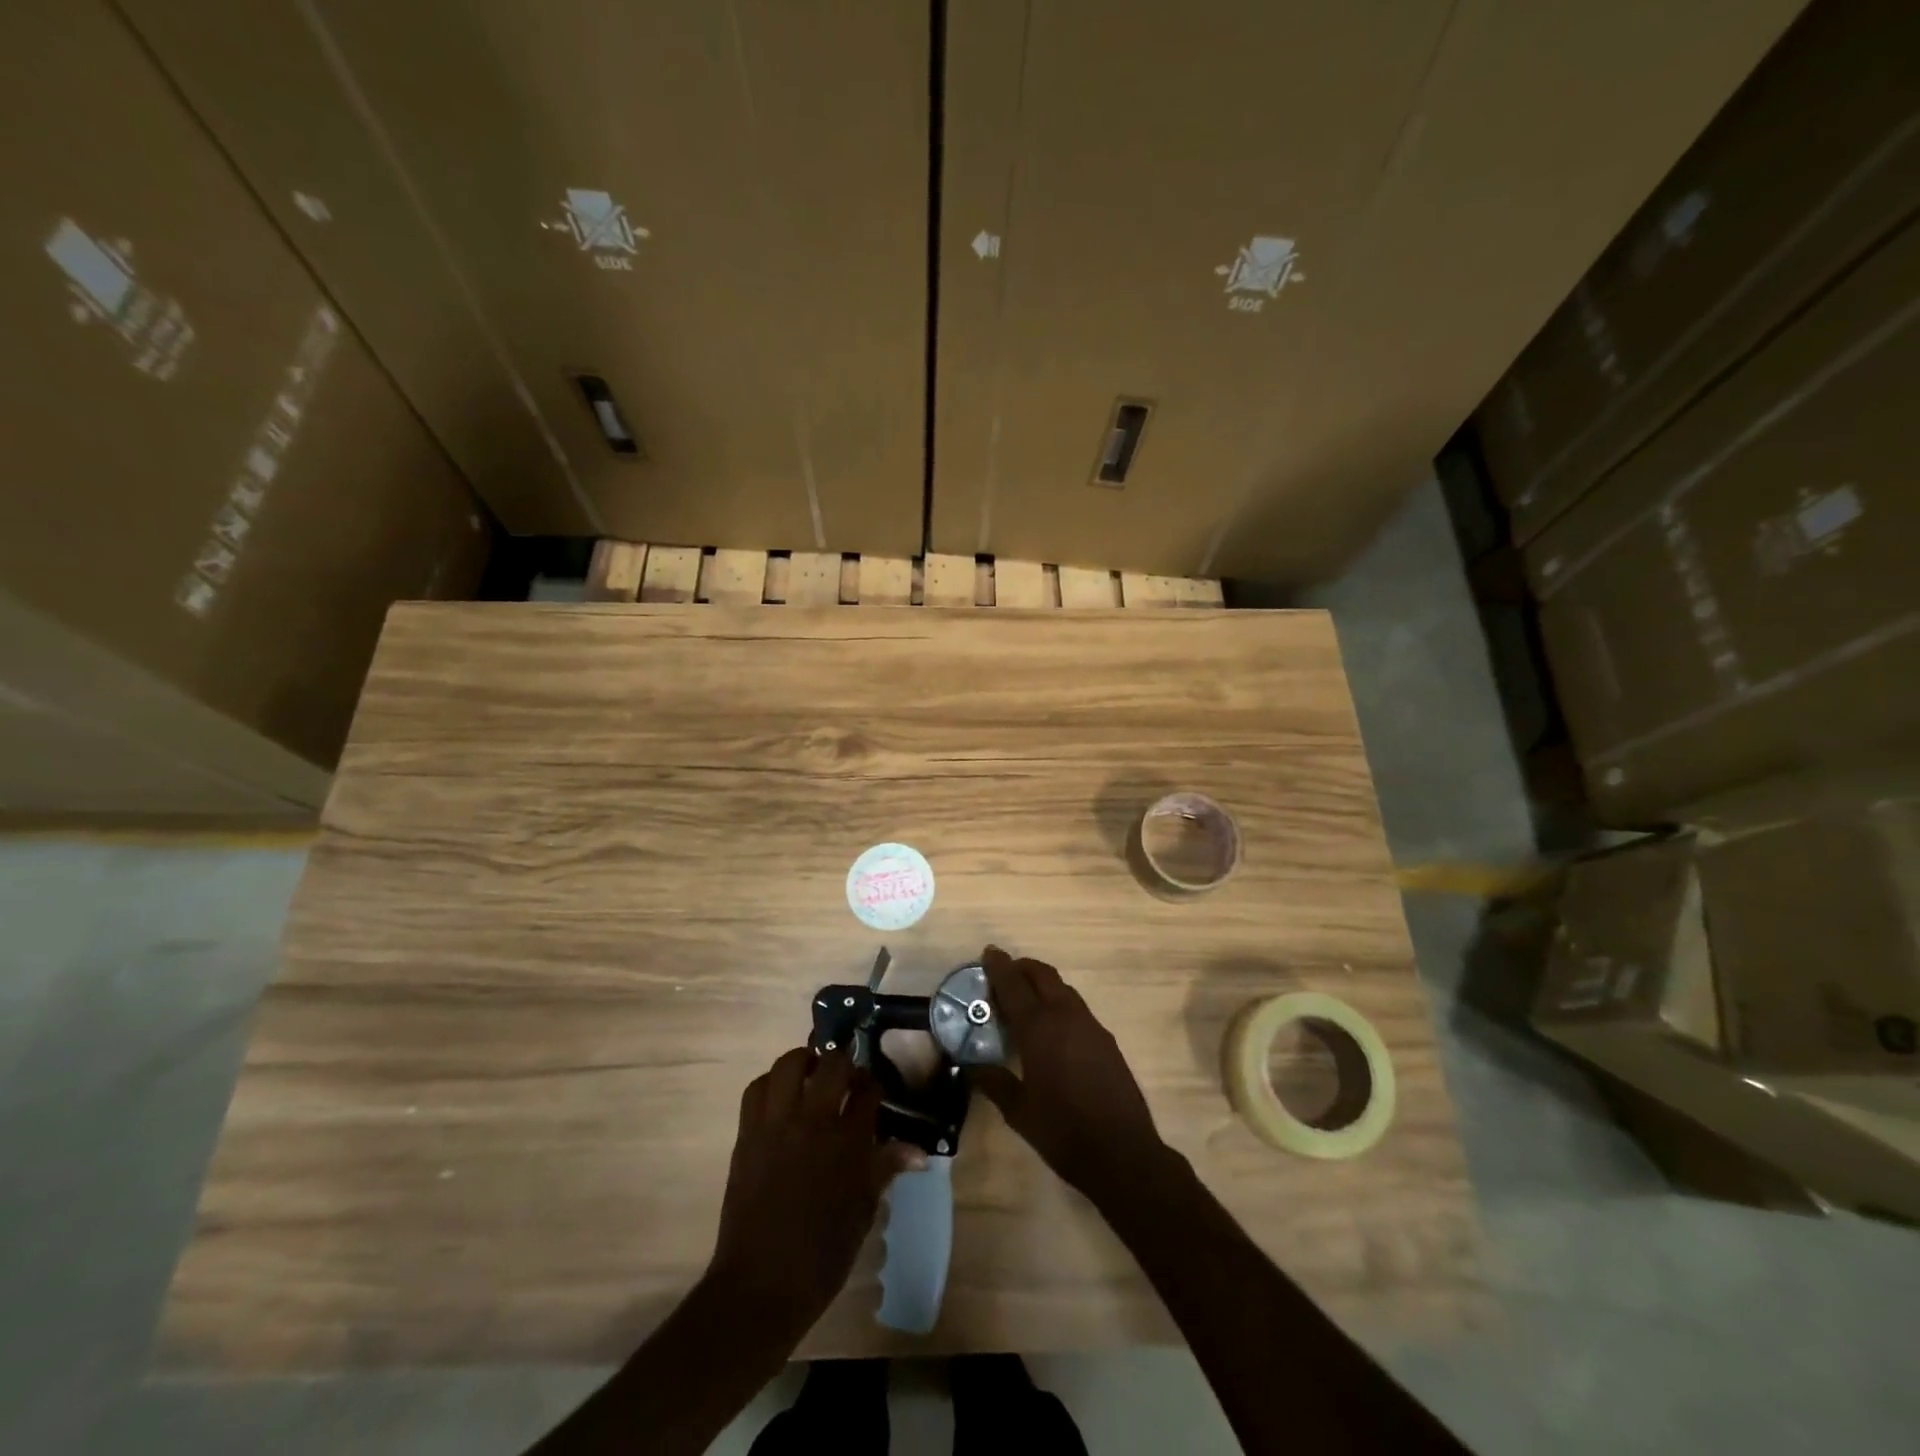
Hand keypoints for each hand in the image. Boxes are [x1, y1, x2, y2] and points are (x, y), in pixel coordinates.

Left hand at [707, 1048, 924, 1333]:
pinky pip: (757, 1089)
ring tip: (812, 1075)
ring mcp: (776, 1123)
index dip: (874, 1085)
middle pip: (832, 1064)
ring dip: (804, 1062)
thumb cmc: (821, 1254)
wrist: (761, 1285)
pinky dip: (771, 1084)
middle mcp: (813, 1121)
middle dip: (844, 1064)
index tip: (875, 1091)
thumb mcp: (863, 1211)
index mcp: (847, 1142)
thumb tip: (919, 1152)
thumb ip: (886, 1168)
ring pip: (789, 1064)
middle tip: (846, 1079)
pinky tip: (781, 1098)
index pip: (868, 1091)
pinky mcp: (747, 1133)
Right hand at [973, 946, 1173, 1202]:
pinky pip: (1076, 1007)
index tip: (988, 953)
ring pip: (1062, 988)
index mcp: (1038, 1028)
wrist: (1122, 1152)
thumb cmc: (1063, 1131)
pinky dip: (1059, 1002)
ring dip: (1042, 984)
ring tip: (1025, 998)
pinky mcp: (1106, 1039)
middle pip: (1042, 975)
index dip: (999, 967)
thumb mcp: (1018, 1111)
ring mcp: (1090, 1025)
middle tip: (1004, 972)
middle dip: (1022, 967)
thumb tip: (970, 1067)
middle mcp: (1065, 1016)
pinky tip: (1052, 1027)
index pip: (1013, 985)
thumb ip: (993, 1082)